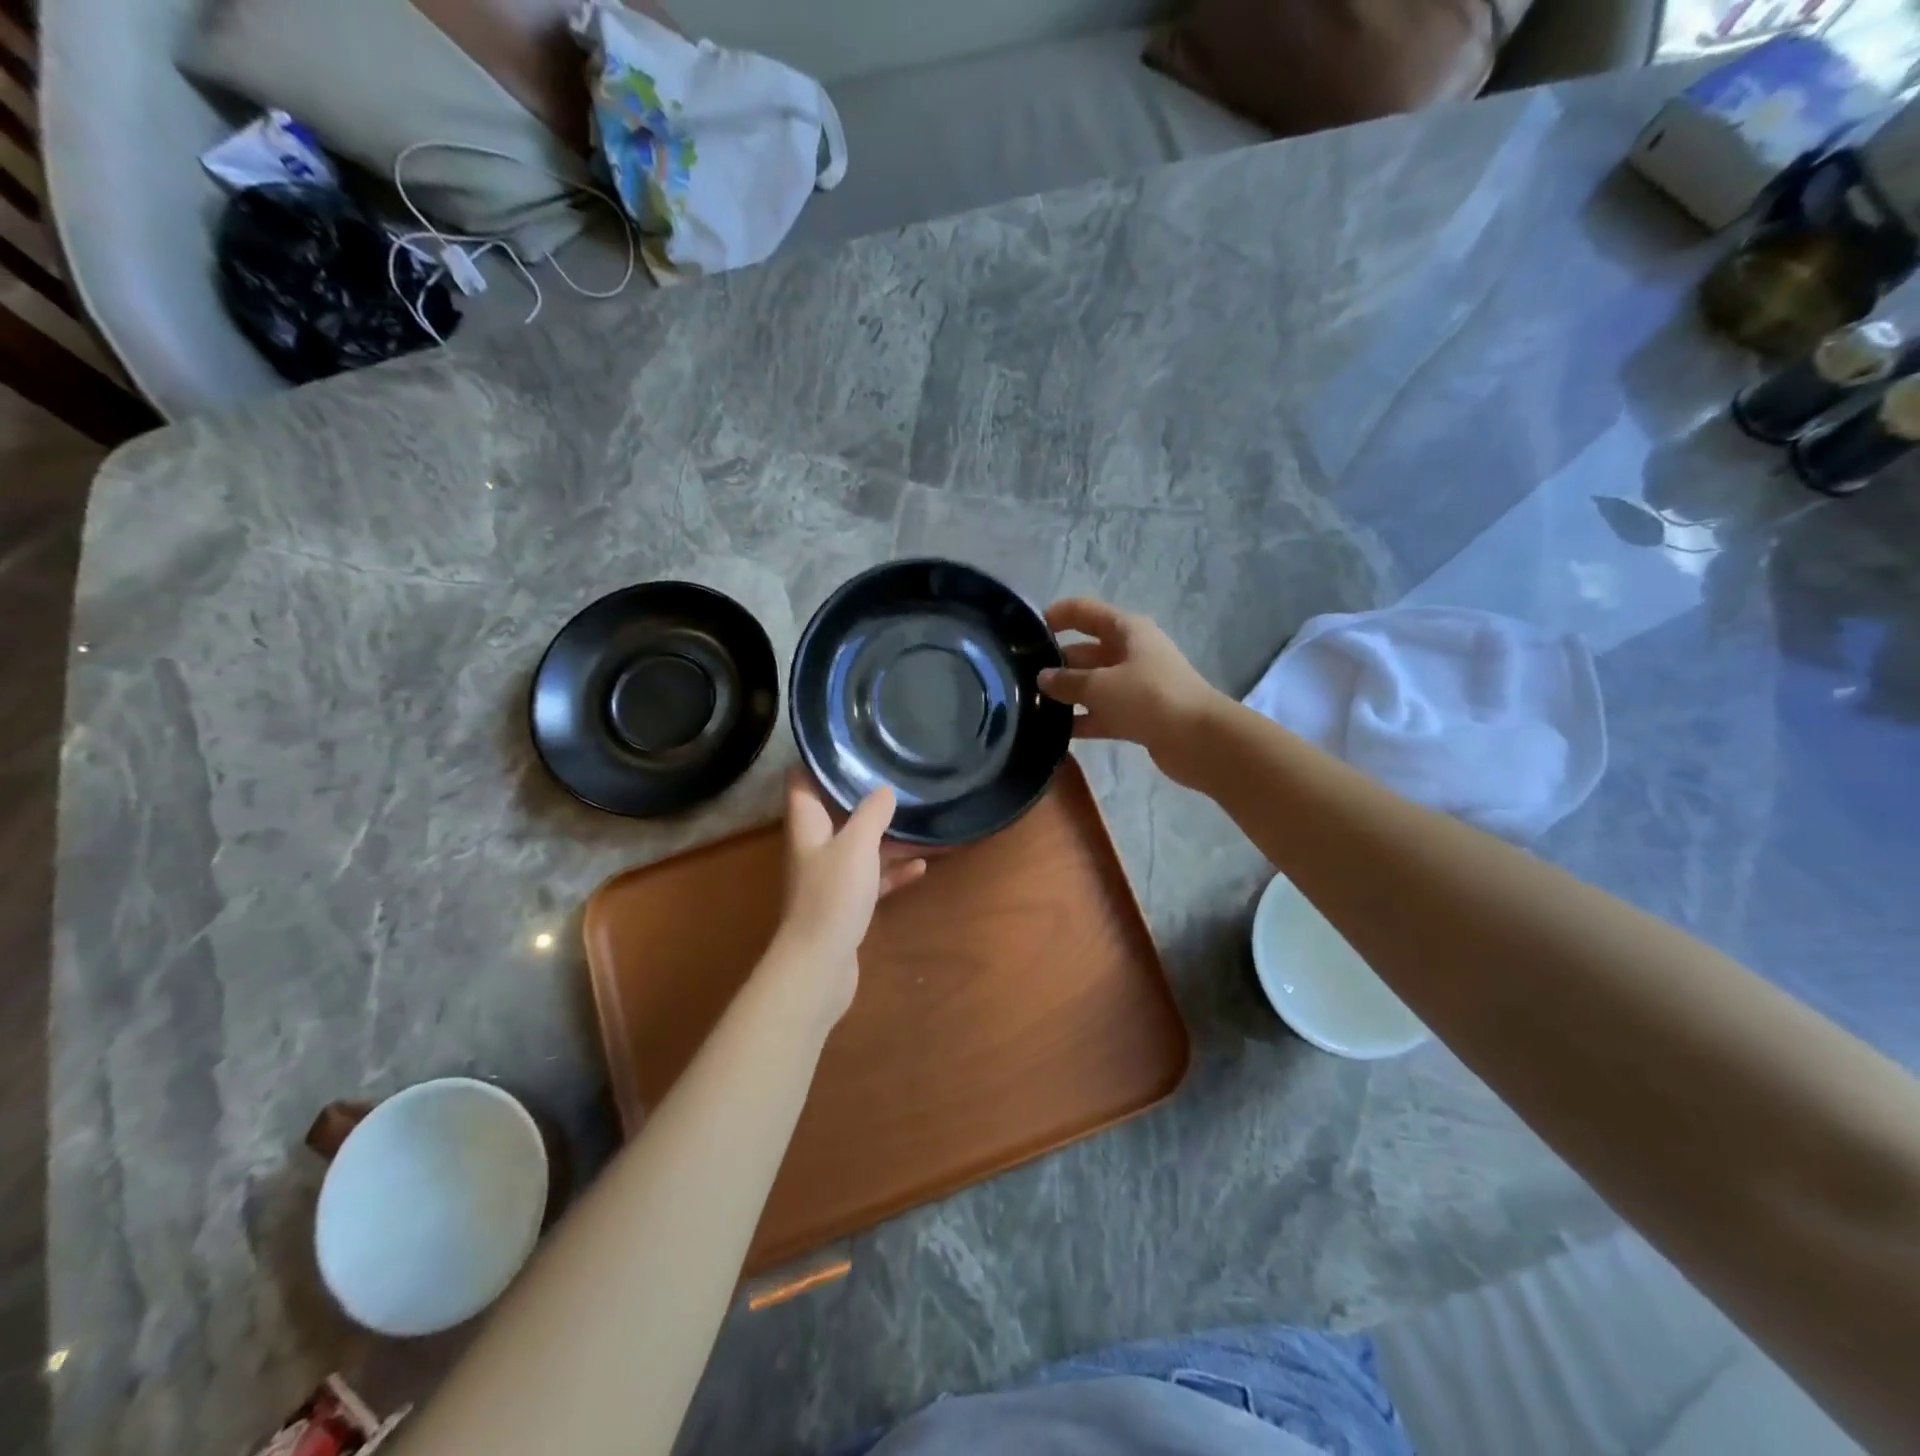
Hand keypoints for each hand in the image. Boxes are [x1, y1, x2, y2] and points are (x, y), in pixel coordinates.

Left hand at [768, 772, 925, 1024]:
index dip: (820, 760)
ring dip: (890, 836)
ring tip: (924, 821)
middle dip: (867, 797)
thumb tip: (885, 788)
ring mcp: (831, 878)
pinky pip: (874, 878)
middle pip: (838, 813)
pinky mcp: (848, 904)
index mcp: (808, 826)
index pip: (802, 781)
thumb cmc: (832, 897)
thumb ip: (871, 813)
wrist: (819, 966)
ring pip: (862, 846)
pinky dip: (895, 870)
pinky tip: (922, 866)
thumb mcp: (857, 846)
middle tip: (899, 777)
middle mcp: (816, 847)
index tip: (850, 742)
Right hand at [1038, 598, 1225, 786]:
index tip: (1025, 633)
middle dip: (1055, 662)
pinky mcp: (1136, 715)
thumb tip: (1042, 678)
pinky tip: (1052, 732)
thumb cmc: (1149, 697)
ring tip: (1029, 706)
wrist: (1199, 739)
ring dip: (1066, 694)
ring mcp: (1134, 685)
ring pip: (1091, 684)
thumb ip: (1067, 681)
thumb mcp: (1100, 685)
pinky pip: (1100, 713)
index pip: (1083, 612)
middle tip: (1019, 679)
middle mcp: (1130, 652)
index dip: (1056, 616)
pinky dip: (1081, 720)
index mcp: (1125, 630)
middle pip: (1085, 650)